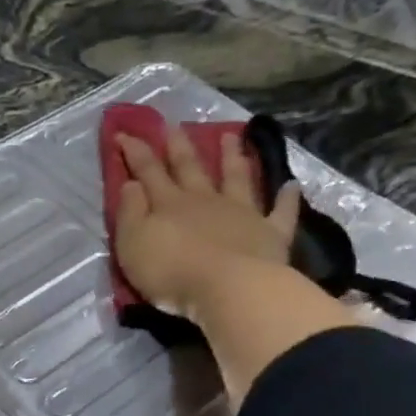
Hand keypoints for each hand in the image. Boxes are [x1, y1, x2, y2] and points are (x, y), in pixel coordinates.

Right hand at [113, 127, 300, 322]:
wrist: (229, 290)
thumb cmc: (172, 272)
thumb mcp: (133, 245)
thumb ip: (130, 213)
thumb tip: (130, 184)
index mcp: (169, 204)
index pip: (148, 171)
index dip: (135, 152)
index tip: (124, 133)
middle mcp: (205, 200)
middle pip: (190, 168)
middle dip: (180, 146)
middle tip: (174, 125)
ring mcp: (241, 213)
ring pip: (236, 178)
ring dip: (232, 157)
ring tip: (231, 136)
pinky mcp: (270, 233)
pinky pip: (281, 211)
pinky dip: (286, 198)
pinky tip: (291, 185)